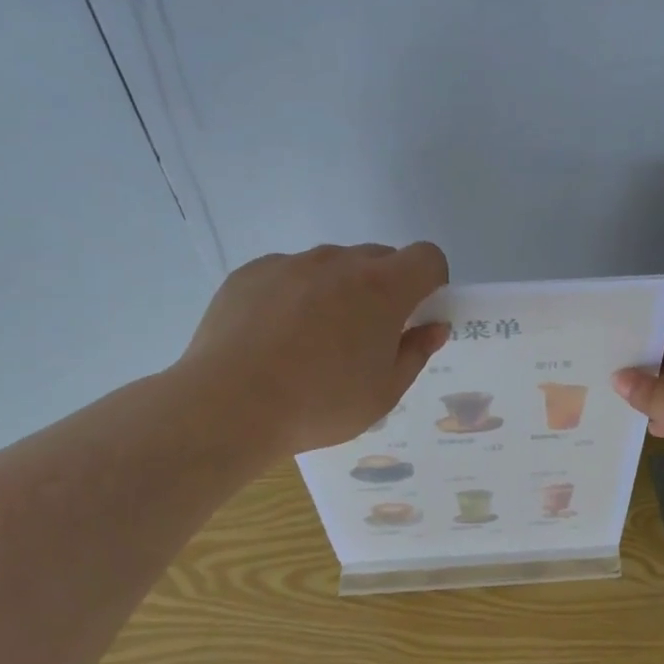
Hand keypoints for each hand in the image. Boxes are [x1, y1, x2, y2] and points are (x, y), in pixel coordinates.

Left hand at [180, 242, 450, 458]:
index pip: (427, 257)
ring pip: (332, 265)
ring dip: (337, 289)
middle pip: (379, 258)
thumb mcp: (384, 393)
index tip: (416, 313)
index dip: (431, 281)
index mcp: (382, 288)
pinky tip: (274, 336)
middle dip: (384, 287)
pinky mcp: (252, 272)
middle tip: (365, 335)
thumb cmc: (320, 404)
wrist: (229, 406)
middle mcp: (339, 263)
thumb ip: (416, 352)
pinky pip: (289, 273)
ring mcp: (292, 263)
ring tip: (311, 339)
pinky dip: (294, 294)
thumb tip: (434, 327)